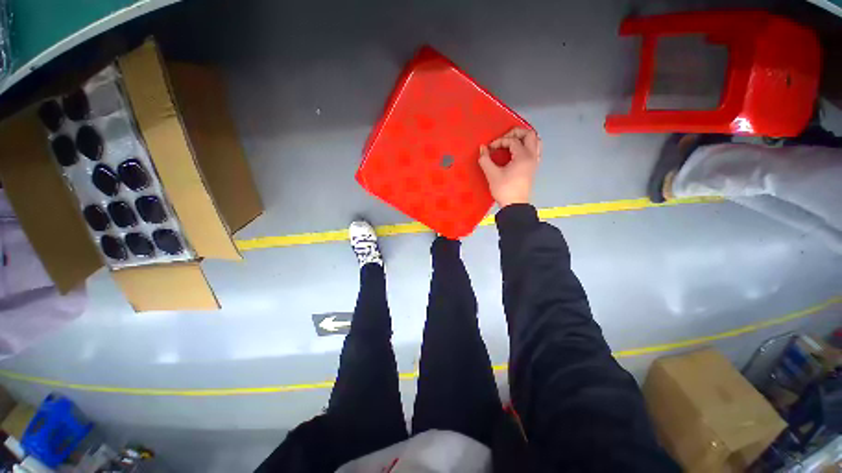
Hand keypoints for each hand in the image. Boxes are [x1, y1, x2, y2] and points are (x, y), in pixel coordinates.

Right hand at [479, 127, 540, 207]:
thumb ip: (485, 159)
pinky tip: (516, 152)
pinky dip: (527, 146)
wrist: (515, 206)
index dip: (499, 141)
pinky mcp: (533, 168)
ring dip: (524, 138)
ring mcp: (535, 162)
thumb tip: (482, 148)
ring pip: (535, 141)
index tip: (489, 148)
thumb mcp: (492, 174)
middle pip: (530, 134)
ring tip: (511, 143)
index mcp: (523, 156)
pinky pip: (535, 150)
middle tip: (503, 139)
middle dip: (515, 133)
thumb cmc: (504, 190)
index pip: (512, 140)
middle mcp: (532, 156)